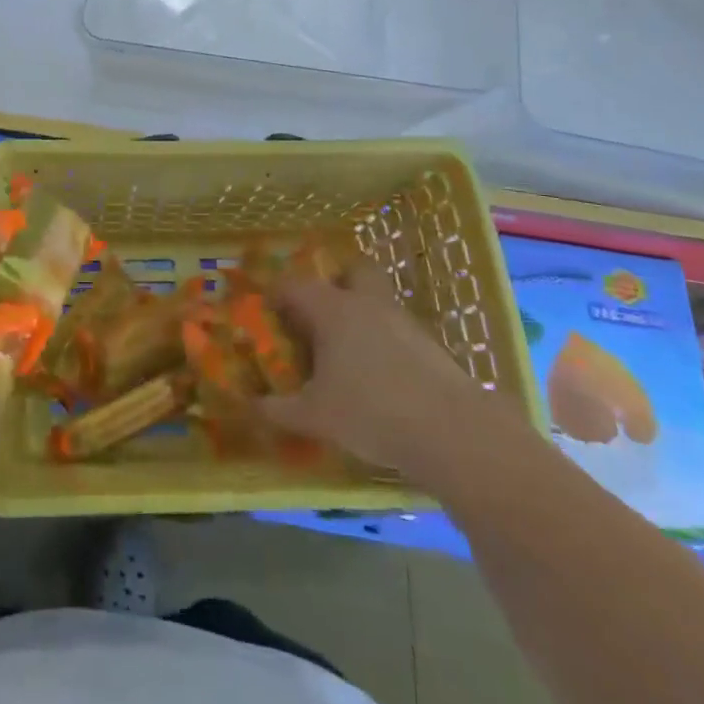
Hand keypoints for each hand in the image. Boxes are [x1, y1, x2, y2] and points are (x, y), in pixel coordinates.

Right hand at [260, 277, 523, 494]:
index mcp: (332, 310)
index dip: (276, 295)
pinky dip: (385, 342)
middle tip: (319, 316)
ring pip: (377, 300)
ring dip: (361, 315)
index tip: (267, 312)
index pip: (294, 285)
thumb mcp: (315, 417)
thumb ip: (278, 410)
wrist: (453, 432)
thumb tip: (250, 406)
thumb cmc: (371, 412)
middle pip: (351, 271)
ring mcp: (403, 321)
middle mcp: (366, 303)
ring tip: (347, 354)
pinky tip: (380, 376)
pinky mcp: (430, 344)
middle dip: (335, 284)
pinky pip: (398, 329)